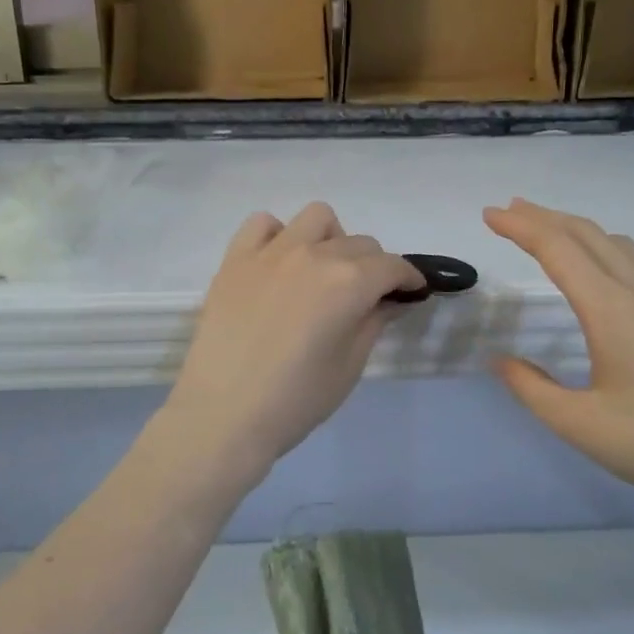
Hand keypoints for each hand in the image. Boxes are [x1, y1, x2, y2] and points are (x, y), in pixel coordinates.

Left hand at [163, 203, 423, 478]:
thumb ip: (374, 322)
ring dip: (331, 240)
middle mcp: (313, 255)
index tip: (411, 293)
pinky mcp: (235, 259)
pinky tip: (279, 265)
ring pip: (316, 219)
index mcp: (348, 282)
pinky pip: (263, 224)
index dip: (408, 279)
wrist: (222, 415)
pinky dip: (279, 236)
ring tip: (323, 273)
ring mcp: (271, 252)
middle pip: (359, 243)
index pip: (392, 266)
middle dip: (374, 267)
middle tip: (366, 298)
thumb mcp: (349, 365)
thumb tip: (390, 299)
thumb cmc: (295, 400)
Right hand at [484, 198, 633, 520]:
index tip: (489, 214)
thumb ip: (534, 389)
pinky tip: (600, 271)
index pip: (558, 249)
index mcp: (612, 310)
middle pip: (588, 235)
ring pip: (617, 245)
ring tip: (547, 230)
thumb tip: (500, 361)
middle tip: (508, 210)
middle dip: (544, 217)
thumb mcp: (583, 426)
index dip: (521, 227)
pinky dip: (603, 248)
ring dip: (576, 229)